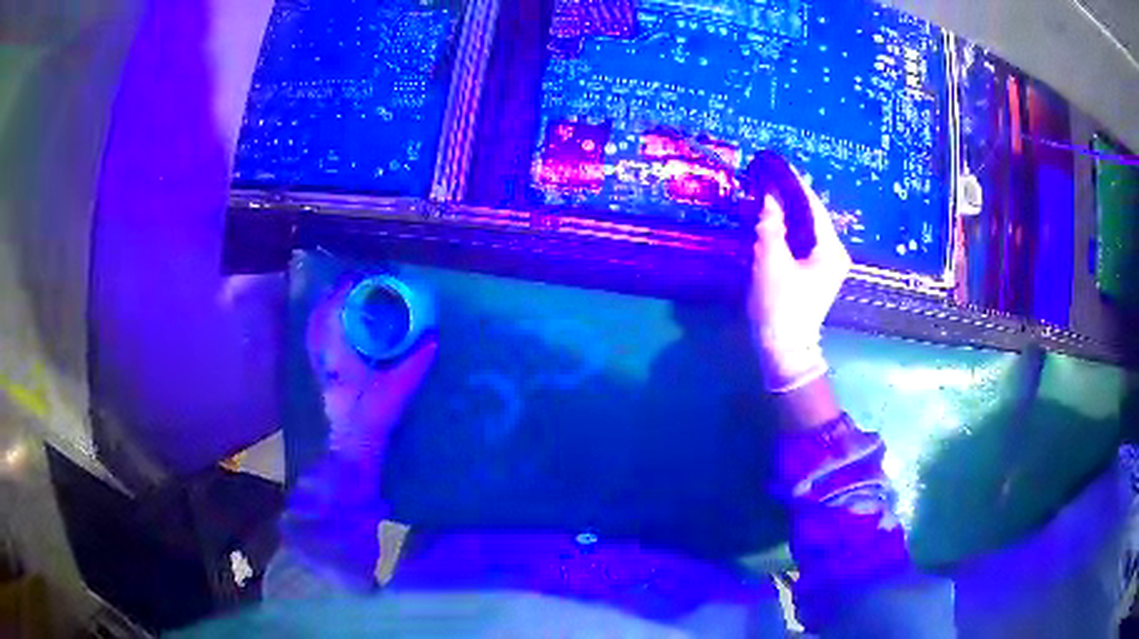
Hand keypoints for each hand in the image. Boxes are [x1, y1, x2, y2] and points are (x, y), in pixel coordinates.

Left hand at [306, 280, 437, 462]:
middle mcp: (324, 356)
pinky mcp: (322, 378)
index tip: (357, 276)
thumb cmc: (372, 415)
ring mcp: (320, 367)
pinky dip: (321, 330)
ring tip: (339, 299)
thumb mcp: (399, 387)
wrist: (354, 445)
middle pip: (318, 317)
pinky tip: (334, 329)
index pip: (333, 311)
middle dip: (330, 296)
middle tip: (348, 283)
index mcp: (338, 352)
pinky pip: (316, 345)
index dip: (342, 290)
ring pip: (314, 330)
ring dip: (323, 312)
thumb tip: (433, 337)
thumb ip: (416, 362)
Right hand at [746, 174, 850, 392]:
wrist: (784, 350)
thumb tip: (768, 196)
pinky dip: (788, 225)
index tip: (774, 162)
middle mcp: (834, 252)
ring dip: (787, 208)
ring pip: (807, 225)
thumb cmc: (779, 308)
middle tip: (766, 173)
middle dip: (789, 193)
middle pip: (812, 213)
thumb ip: (770, 226)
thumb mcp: (770, 263)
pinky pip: (803, 238)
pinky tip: (773, 216)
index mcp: (830, 249)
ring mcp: (827, 262)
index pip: (812, 205)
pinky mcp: (816, 271)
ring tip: (766, 188)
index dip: (792, 182)